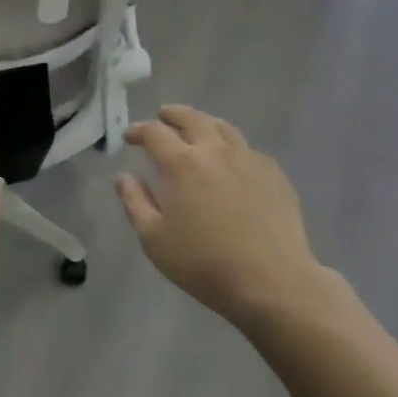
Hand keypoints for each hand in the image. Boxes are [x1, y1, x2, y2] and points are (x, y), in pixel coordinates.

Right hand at [117, 104, 325, 327]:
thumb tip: (124, 176)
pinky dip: (231, 146)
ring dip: (203, 122)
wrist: (272, 282)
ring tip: (196, 128)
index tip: (129, 137)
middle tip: (162, 116)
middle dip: (172, 114)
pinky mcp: (273, 173)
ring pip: (222, 127)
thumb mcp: (154, 239)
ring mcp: (248, 159)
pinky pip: (247, 149)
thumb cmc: (204, 263)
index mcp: (181, 163)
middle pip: (191, 118)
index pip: (154, 133)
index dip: (138, 131)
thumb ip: (135, 202)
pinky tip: (231, 160)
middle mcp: (214, 150)